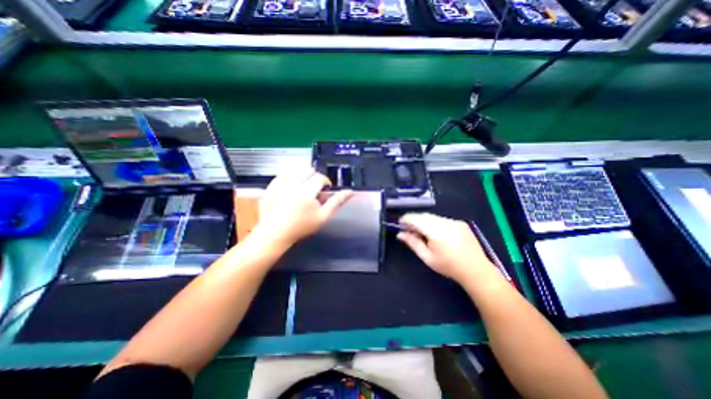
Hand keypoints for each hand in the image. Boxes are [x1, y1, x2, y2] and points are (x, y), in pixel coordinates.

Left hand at [256, 167, 354, 245]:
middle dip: (314, 177)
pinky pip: (282, 174)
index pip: (320, 177)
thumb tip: (350, 191)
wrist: (276, 233)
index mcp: (307, 192)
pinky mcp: (270, 186)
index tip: (325, 189)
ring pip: (295, 170)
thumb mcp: (323, 217)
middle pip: (307, 170)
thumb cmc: (302, 227)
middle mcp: (292, 185)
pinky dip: (289, 177)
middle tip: (314, 189)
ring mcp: (279, 185)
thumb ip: (337, 202)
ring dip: (302, 175)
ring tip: (303, 187)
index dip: (325, 182)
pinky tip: (291, 187)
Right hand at [399, 213, 495, 281]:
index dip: (405, 219)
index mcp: (436, 230)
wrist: (476, 270)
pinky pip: (443, 220)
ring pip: (433, 217)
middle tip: (409, 230)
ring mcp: (454, 221)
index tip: (400, 224)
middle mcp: (445, 222)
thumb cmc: (448, 266)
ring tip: (423, 234)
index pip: (415, 218)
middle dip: (415, 220)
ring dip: (425, 222)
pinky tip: (438, 235)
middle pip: (424, 216)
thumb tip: (400, 234)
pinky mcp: (461, 223)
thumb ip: (413, 243)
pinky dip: (435, 224)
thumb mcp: (427, 257)